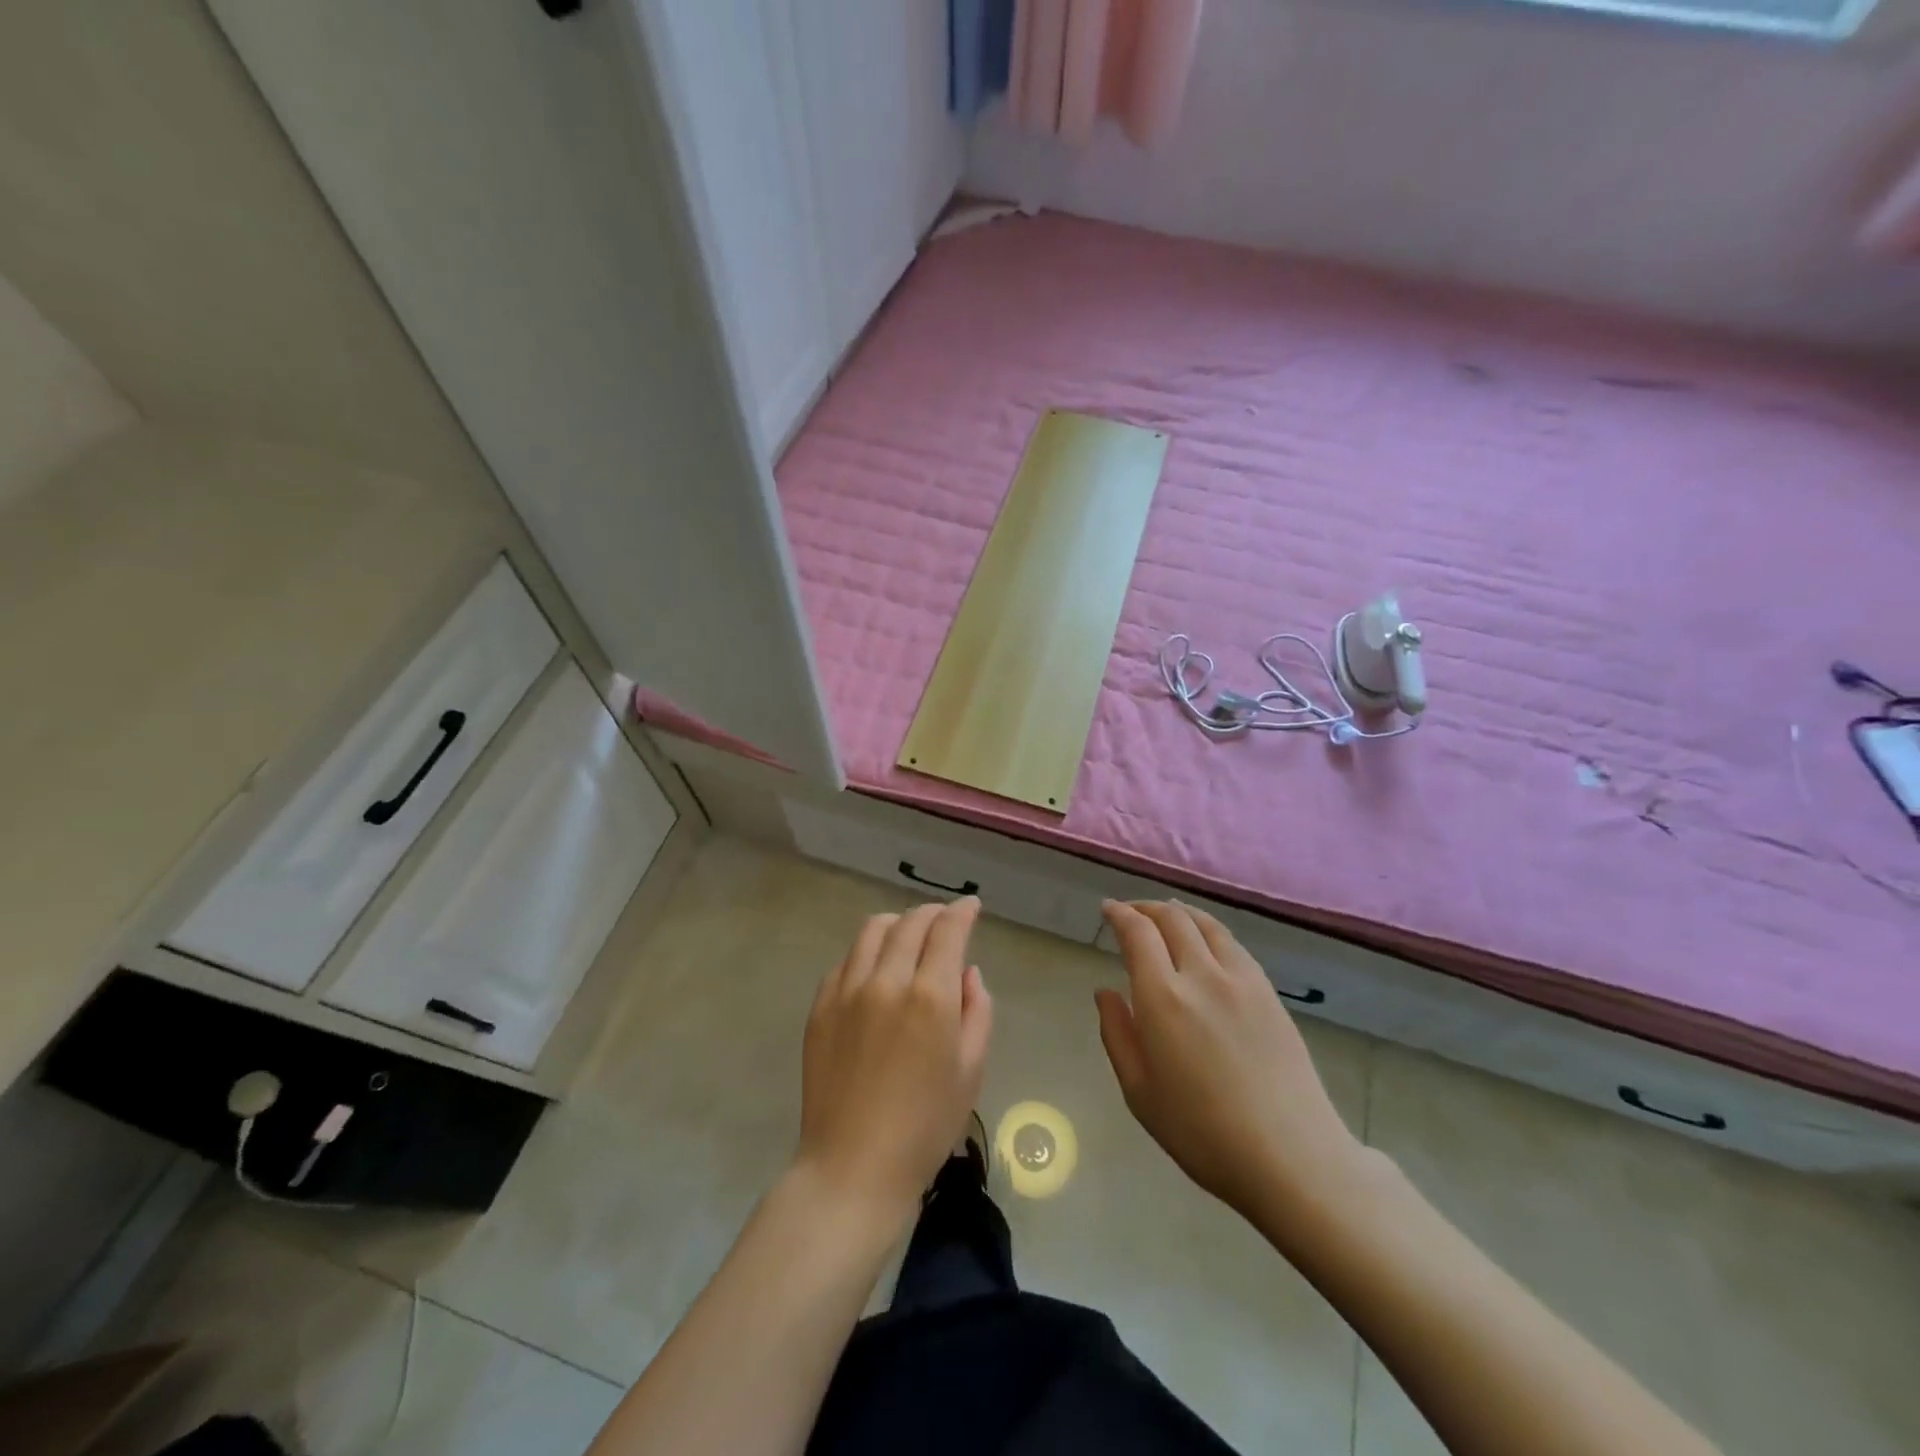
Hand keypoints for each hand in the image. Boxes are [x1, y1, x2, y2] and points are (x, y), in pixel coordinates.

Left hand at [796, 899, 993, 1229]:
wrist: (853, 1167)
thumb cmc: (925, 1126)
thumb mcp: (971, 1070)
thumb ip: (976, 1011)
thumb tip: (967, 973)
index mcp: (930, 997)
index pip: (947, 930)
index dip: (962, 912)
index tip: (971, 906)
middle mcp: (887, 981)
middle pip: (910, 923)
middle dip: (933, 913)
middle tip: (945, 920)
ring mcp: (847, 991)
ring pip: (873, 930)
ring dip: (897, 923)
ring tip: (908, 935)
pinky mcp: (820, 1006)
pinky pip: (846, 960)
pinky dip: (867, 951)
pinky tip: (875, 967)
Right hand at [1096, 901, 1363, 1226]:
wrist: (1291, 1157)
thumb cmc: (1202, 1133)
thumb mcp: (1139, 1092)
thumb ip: (1117, 1033)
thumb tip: (1105, 992)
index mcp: (1163, 998)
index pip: (1137, 933)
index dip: (1120, 914)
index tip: (1107, 909)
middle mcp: (1202, 975)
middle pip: (1172, 918)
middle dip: (1146, 907)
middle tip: (1130, 912)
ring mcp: (1241, 980)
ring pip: (1206, 923)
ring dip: (1179, 911)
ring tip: (1166, 914)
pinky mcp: (1269, 992)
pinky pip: (1233, 944)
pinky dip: (1209, 929)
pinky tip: (1206, 941)